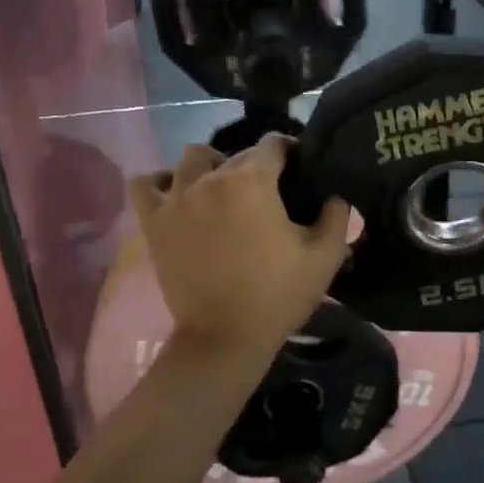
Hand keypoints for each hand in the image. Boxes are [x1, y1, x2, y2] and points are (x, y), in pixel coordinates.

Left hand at [128, 135, 351, 359]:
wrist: (224, 338)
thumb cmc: (277, 295)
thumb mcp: (325, 257)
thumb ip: (337, 216)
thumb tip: (335, 195)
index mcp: (253, 181)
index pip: (273, 144)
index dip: (290, 151)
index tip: (299, 169)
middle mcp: (211, 178)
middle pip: (236, 153)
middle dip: (256, 165)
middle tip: (268, 194)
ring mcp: (176, 198)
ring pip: (192, 158)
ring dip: (210, 166)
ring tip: (222, 189)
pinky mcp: (154, 221)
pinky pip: (146, 183)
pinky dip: (160, 181)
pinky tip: (177, 194)